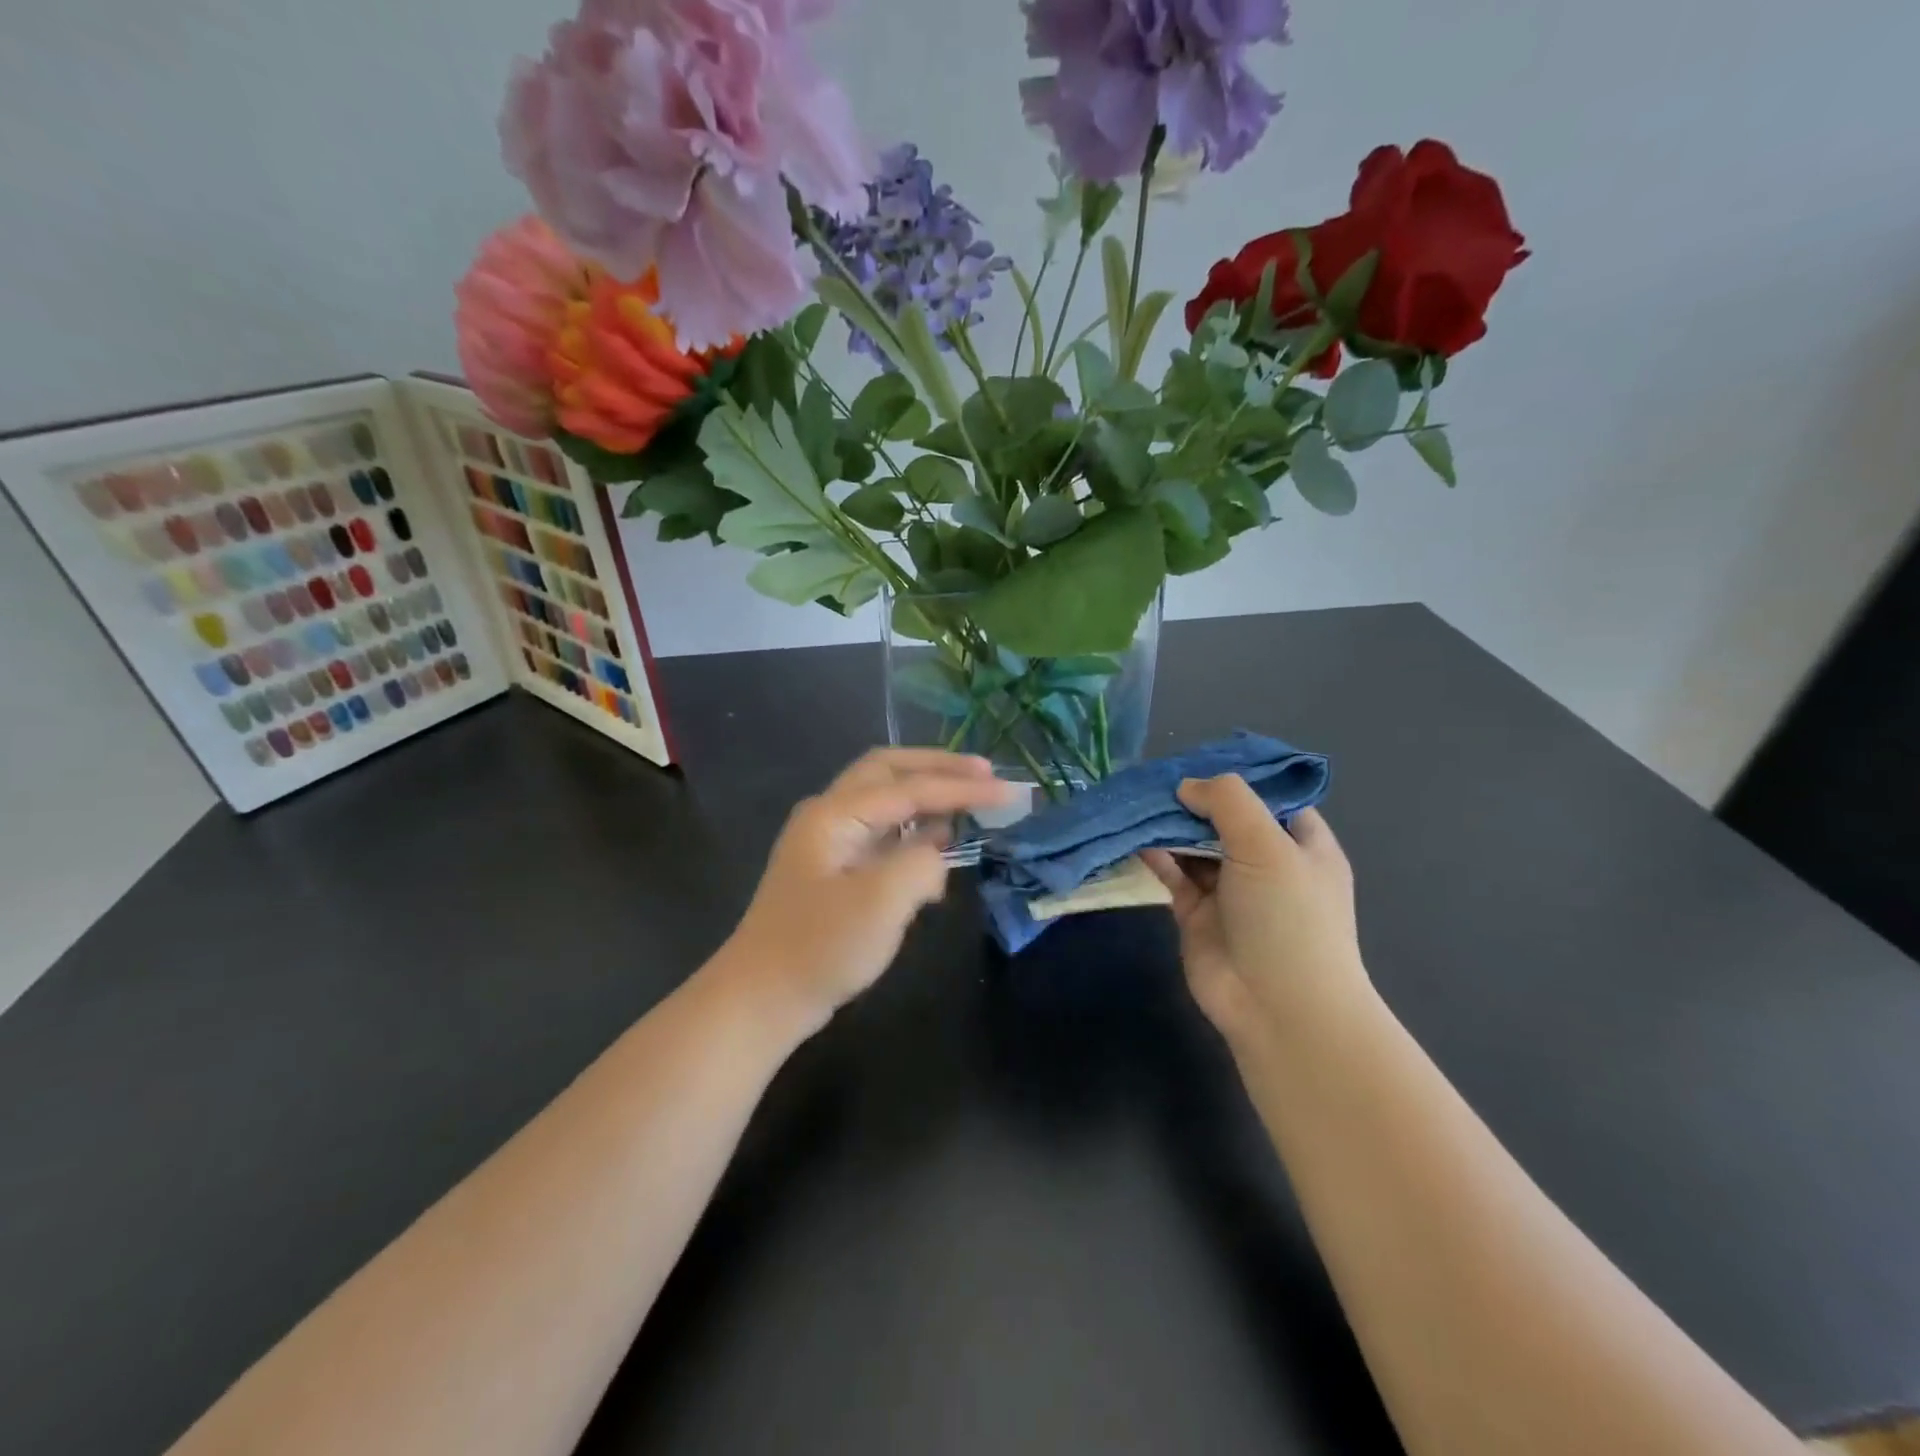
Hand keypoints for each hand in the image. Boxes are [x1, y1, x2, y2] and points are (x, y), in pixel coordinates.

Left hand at [718, 749, 1015, 1034]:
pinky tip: (937, 848)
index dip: (962, 787)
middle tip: (985, 773)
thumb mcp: (880, 903)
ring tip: (970, 801)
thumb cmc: (819, 948)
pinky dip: (913, 831)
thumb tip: (936, 853)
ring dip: (926, 795)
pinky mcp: (835, 870)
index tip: (1009, 791)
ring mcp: (830, 842)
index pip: (911, 787)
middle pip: (889, 770)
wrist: (762, 998)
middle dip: (939, 767)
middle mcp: (830, 815)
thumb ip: (921, 863)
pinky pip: (881, 833)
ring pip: (885, 799)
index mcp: (835, 813)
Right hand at [1144, 778, 1372, 1048]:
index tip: (1198, 761)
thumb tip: (1187, 786)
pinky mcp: (1198, 914)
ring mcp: (1231, 891)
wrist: (1278, 1007)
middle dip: (1193, 800)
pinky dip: (1157, 855)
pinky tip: (1136, 837)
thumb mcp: (1267, 844)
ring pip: (1195, 845)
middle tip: (1154, 778)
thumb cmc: (1288, 916)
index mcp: (1302, 845)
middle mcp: (1267, 864)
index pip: (1270, 799)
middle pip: (1225, 819)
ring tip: (1136, 800)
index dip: (1237, 779)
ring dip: (1170, 826)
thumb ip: (1228, 801)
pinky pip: (1174, 874)